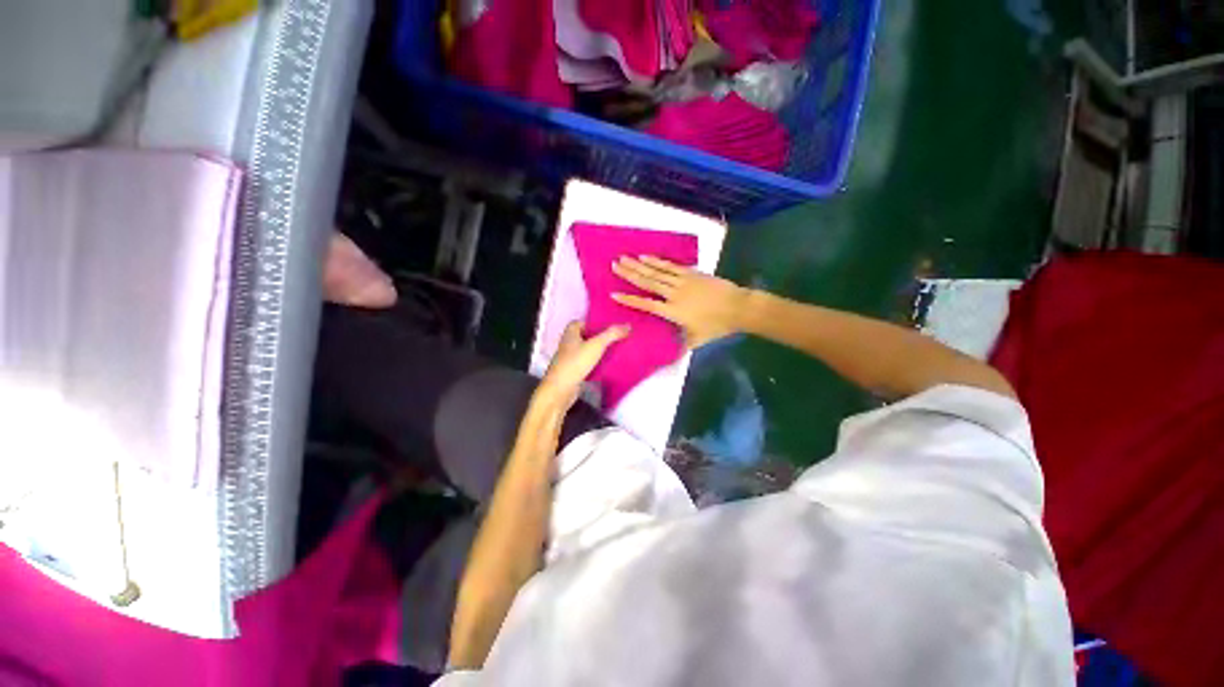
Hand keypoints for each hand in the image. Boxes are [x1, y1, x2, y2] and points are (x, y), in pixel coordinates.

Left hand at [536, 321, 630, 410]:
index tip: (608, 327)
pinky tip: (606, 367)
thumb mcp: (596, 345)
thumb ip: (612, 334)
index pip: (582, 322)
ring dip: (598, 351)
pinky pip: (587, 364)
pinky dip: (596, 364)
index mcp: (571, 333)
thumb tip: (627, 326)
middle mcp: (568, 344)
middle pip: (586, 337)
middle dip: (599, 338)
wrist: (561, 390)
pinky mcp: (573, 372)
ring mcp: (570, 359)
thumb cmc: (575, 363)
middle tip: (614, 339)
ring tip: (614, 351)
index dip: (594, 324)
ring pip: (587, 351)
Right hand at [611, 256, 748, 347]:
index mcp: (672, 311)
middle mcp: (673, 294)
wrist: (738, 307)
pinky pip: (670, 266)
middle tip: (614, 265)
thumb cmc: (717, 326)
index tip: (613, 293)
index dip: (629, 299)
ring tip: (624, 258)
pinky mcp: (691, 273)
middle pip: (647, 282)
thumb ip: (681, 347)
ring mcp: (682, 281)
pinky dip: (657, 261)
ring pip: (656, 272)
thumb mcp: (697, 340)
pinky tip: (646, 256)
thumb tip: (670, 359)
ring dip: (639, 264)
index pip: (646, 304)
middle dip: (629, 274)